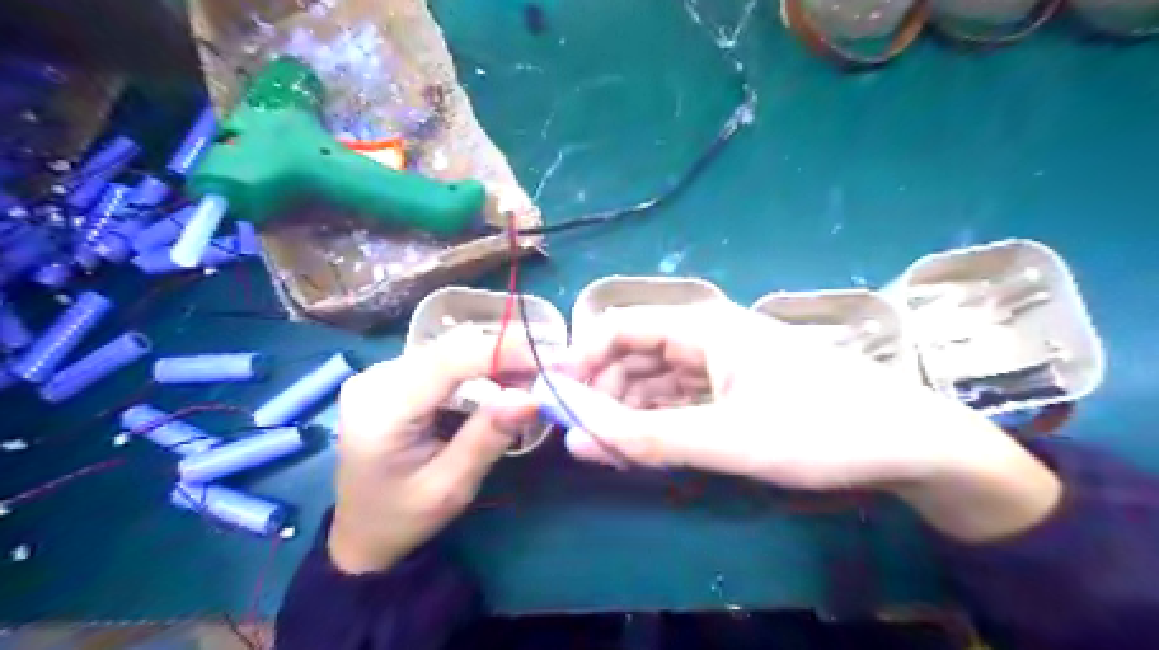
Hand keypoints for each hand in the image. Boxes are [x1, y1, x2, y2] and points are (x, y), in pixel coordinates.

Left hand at [329, 330, 540, 573]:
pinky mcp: (393, 375)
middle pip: (452, 346)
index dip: (503, 351)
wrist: (361, 532)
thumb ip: (488, 437)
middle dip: (507, 352)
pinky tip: (504, 381)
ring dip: (497, 357)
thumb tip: (532, 397)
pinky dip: (481, 365)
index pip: (448, 360)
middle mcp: (376, 378)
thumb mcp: (451, 487)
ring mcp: (381, 373)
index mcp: (381, 409)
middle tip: (551, 369)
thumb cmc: (403, 517)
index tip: (551, 357)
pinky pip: (445, 358)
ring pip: (452, 347)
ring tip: (532, 377)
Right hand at [562, 303, 1055, 540]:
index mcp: (704, 326)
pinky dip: (660, 420)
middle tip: (588, 440)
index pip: (621, 327)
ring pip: (656, 379)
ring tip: (616, 450)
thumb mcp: (726, 439)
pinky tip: (650, 446)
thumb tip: (574, 438)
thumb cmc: (819, 428)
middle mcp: (707, 335)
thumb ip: (645, 439)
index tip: (557, 399)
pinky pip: (681, 397)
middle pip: (635, 354)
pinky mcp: (735, 387)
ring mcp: (722, 362)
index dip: (582, 359)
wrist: (907, 443)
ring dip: (631, 410)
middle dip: (606, 392)